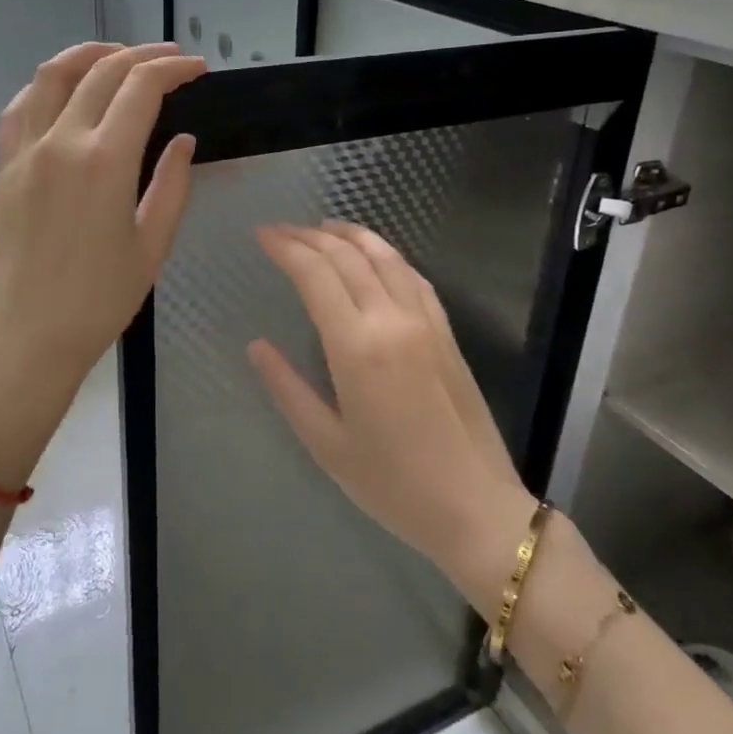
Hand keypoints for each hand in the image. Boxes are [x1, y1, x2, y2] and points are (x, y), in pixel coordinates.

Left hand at [0, 43, 205, 482]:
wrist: (22, 341)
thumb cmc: (97, 302)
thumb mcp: (151, 247)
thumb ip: (171, 185)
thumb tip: (182, 140)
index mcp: (105, 161)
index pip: (141, 88)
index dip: (174, 69)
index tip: (198, 69)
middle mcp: (60, 142)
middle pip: (101, 71)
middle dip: (141, 55)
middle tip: (171, 59)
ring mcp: (24, 152)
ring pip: (51, 76)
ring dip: (89, 55)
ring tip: (117, 56)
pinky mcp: (3, 169)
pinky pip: (20, 108)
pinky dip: (46, 87)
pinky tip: (64, 92)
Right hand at [247, 223, 529, 582]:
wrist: (475, 507)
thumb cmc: (393, 485)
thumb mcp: (326, 444)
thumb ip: (287, 388)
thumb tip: (256, 346)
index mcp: (357, 346)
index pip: (315, 274)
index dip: (286, 248)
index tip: (262, 235)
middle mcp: (392, 319)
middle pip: (347, 257)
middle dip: (309, 236)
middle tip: (281, 230)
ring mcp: (425, 322)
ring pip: (385, 257)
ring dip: (351, 235)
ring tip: (323, 226)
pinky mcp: (447, 332)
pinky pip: (414, 277)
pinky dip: (387, 255)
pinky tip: (375, 255)